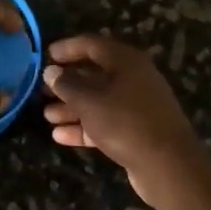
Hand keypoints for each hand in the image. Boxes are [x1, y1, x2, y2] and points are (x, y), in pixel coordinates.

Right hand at [41, 35, 210, 208]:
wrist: (168, 164)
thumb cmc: (125, 122)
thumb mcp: (89, 100)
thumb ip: (67, 84)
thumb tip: (51, 71)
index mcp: (125, 61)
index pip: (91, 44)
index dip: (66, 48)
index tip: (45, 56)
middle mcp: (133, 78)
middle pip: (94, 74)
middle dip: (67, 82)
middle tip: (42, 90)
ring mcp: (137, 105)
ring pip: (99, 100)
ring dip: (72, 107)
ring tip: (47, 115)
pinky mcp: (137, 130)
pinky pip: (106, 122)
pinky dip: (85, 126)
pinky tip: (60, 136)